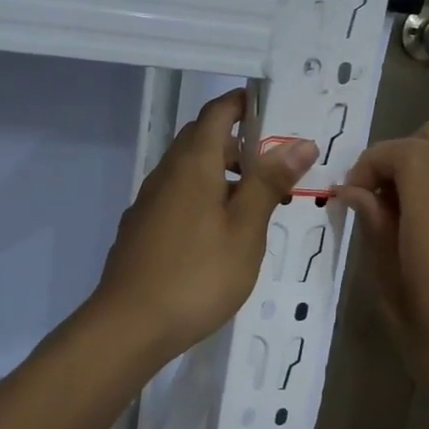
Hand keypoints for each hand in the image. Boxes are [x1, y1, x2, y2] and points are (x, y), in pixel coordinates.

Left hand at [92, 89, 316, 361]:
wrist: (129, 325)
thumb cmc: (197, 275)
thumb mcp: (245, 230)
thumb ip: (269, 183)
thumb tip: (300, 142)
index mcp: (193, 164)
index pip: (217, 112)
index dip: (244, 103)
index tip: (274, 110)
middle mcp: (166, 174)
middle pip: (201, 140)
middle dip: (239, 144)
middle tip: (276, 168)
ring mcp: (148, 202)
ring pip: (189, 172)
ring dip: (222, 175)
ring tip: (256, 206)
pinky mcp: (140, 228)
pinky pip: (177, 197)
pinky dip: (203, 199)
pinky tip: (219, 235)